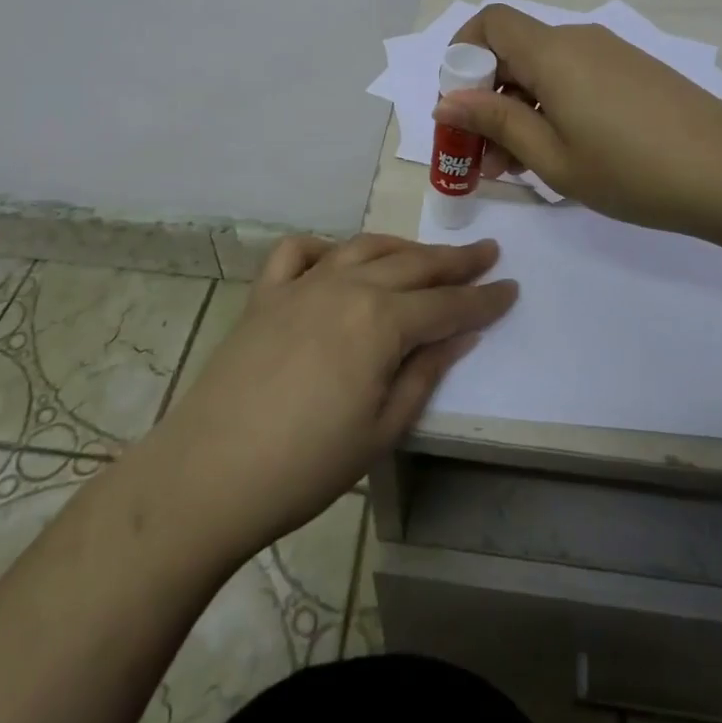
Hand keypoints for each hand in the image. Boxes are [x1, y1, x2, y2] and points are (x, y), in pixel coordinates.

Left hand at [145, 233, 515, 563]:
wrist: (210, 474)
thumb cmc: (306, 466)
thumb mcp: (383, 429)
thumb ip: (425, 373)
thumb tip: (460, 336)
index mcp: (382, 321)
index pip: (447, 304)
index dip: (484, 298)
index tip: (512, 287)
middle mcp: (348, 286)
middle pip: (413, 265)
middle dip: (455, 261)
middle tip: (486, 252)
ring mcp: (303, 284)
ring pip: (364, 248)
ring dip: (402, 248)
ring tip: (426, 254)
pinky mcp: (266, 293)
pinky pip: (299, 252)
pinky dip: (325, 249)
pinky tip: (337, 261)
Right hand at [432, 4, 721, 239]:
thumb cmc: (632, 170)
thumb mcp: (553, 156)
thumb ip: (496, 122)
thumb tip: (446, 100)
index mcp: (552, 53)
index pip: (490, 22)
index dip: (462, 53)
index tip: (458, 104)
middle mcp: (578, 40)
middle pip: (514, 50)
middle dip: (488, 95)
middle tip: (484, 156)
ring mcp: (610, 54)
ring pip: (545, 69)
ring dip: (520, 107)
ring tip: (519, 166)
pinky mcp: (633, 71)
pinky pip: (575, 77)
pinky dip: (553, 106)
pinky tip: (562, 152)